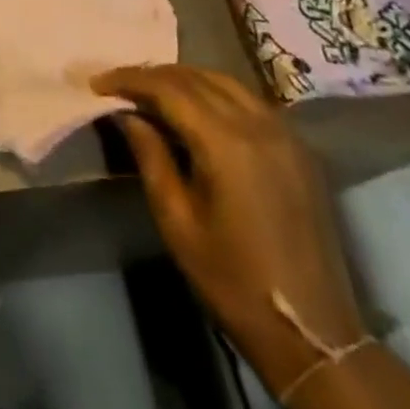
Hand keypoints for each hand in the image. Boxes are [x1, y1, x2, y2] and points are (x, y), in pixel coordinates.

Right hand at [94, 64, 365, 393]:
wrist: (312, 333)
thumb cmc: (233, 281)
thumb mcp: (177, 222)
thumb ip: (151, 157)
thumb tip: (127, 113)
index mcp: (226, 143)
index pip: (168, 88)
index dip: (129, 79)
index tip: (97, 83)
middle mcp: (258, 124)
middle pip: (196, 77)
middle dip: (153, 75)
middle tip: (120, 85)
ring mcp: (285, 134)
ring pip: (225, 81)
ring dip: (185, 79)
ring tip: (153, 92)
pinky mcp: (299, 149)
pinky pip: (249, 99)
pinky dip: (216, 92)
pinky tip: (198, 109)